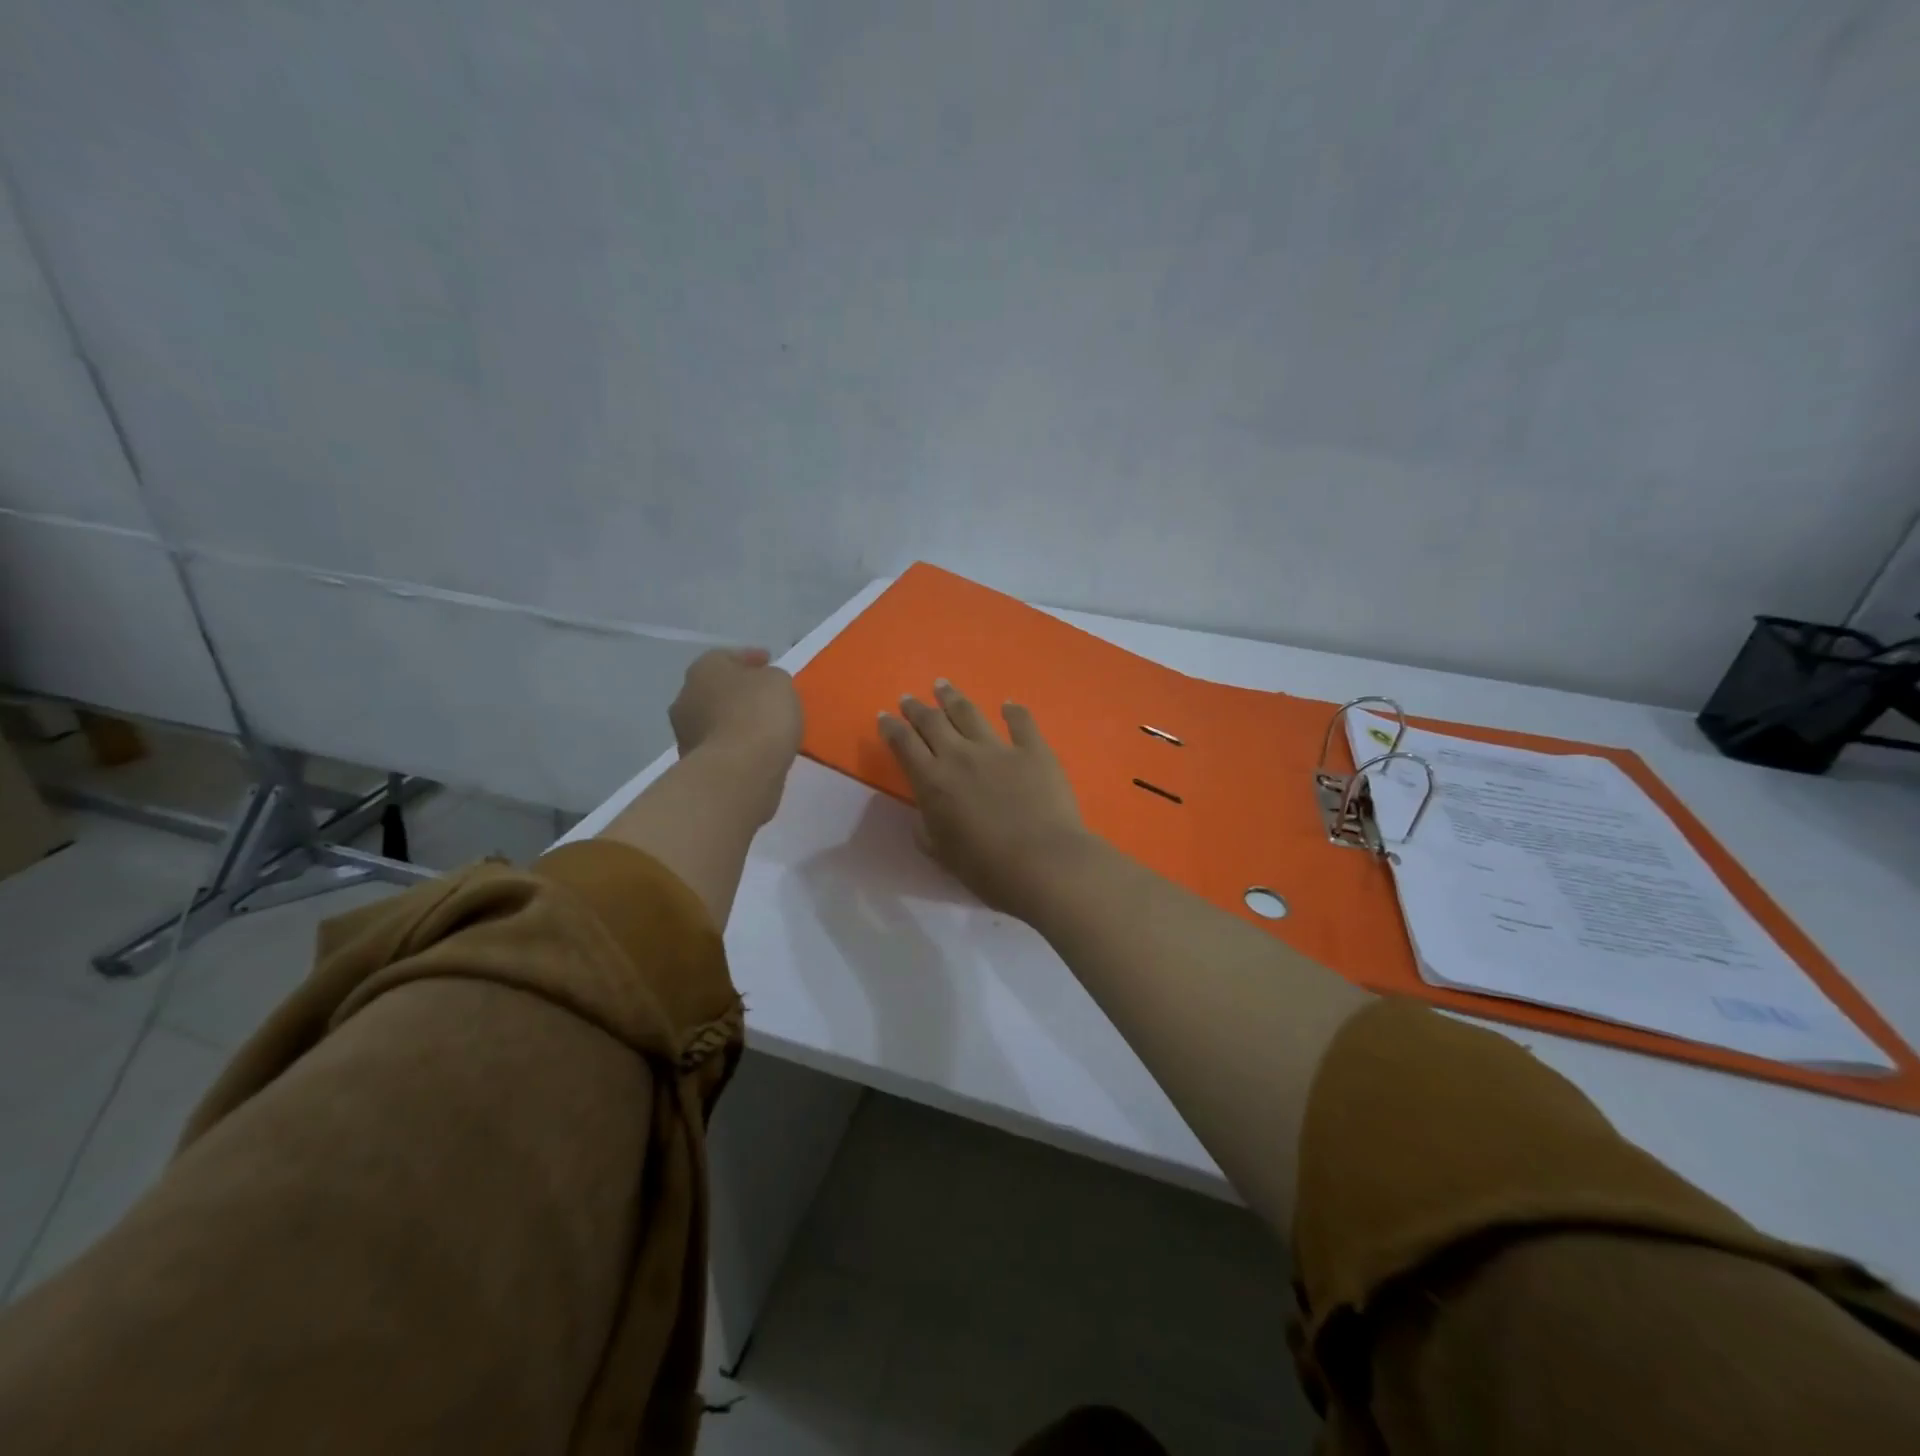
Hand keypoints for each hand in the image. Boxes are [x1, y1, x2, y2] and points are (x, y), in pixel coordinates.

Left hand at [669, 648, 802, 813]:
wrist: (740, 771)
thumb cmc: (760, 714)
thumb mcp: (779, 682)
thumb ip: (770, 679)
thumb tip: (763, 687)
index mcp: (704, 669)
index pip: (727, 656)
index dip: (750, 658)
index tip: (770, 663)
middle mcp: (686, 697)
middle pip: (716, 689)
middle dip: (738, 692)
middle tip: (764, 696)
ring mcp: (686, 734)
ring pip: (716, 720)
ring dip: (735, 721)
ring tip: (764, 727)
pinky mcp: (695, 765)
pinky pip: (721, 747)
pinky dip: (736, 746)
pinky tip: (757, 750)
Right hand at [879, 680, 1094, 919]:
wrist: (1043, 863)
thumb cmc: (987, 868)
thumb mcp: (942, 854)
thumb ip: (927, 829)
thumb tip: (925, 813)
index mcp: (933, 782)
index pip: (904, 745)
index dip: (892, 728)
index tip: (884, 716)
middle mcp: (960, 756)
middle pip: (933, 722)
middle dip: (917, 708)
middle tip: (909, 697)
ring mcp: (999, 749)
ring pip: (969, 713)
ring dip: (952, 698)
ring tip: (942, 685)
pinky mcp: (1034, 750)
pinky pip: (1021, 722)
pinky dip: (1013, 711)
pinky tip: (1008, 705)